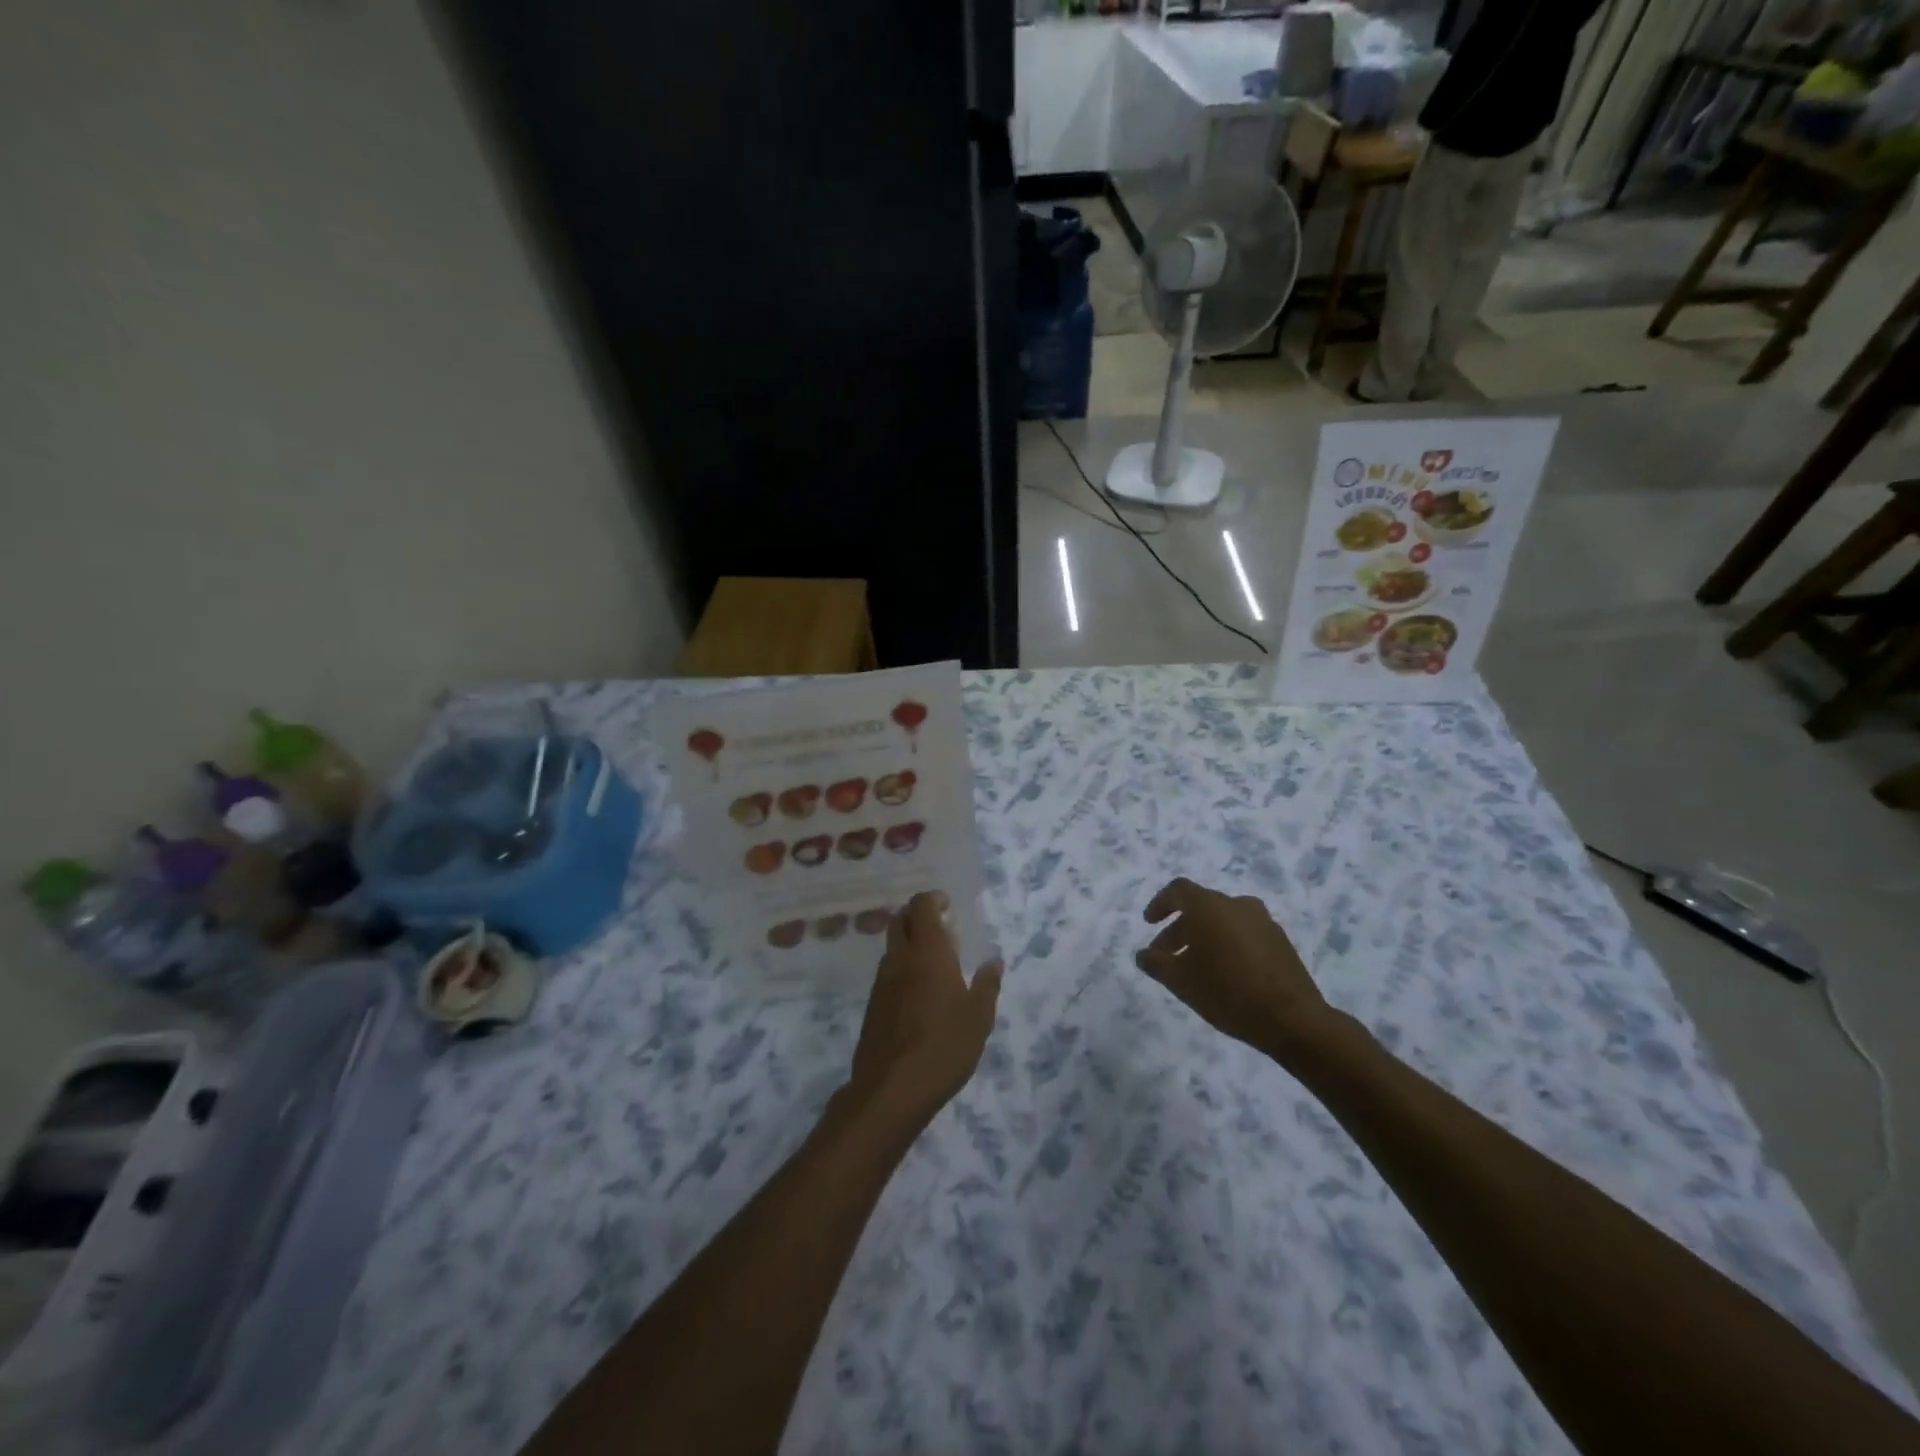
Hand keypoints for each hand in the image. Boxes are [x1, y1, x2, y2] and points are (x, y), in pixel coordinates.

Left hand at [847, 893, 1002, 1127]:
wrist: (891, 1089)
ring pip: (892, 947)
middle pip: (900, 920)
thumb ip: (987, 985)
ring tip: (934, 963)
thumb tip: (994, 960)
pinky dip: (902, 968)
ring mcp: (882, 982)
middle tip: (941, 928)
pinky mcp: (873, 1005)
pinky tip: (919, 993)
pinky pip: (887, 973)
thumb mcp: (978, 1018)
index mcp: (928, 953)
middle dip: (917, 916)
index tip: (948, 906)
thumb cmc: (944, 1047)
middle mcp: (900, 959)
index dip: (932, 900)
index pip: (921, 907)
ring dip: (909, 943)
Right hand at [1137, 878, 1332, 1056]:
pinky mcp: (1281, 941)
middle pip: (1201, 907)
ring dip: (1204, 937)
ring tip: (1195, 967)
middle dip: (1179, 928)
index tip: (1149, 923)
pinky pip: (1244, 934)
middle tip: (1166, 955)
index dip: (1160, 904)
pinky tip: (1225, 973)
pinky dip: (1228, 944)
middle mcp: (1237, 904)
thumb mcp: (1180, 981)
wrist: (1292, 1018)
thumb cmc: (1227, 992)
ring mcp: (1263, 921)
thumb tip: (1143, 954)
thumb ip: (1156, 963)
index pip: (1178, 890)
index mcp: (1210, 906)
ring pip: (1224, 921)